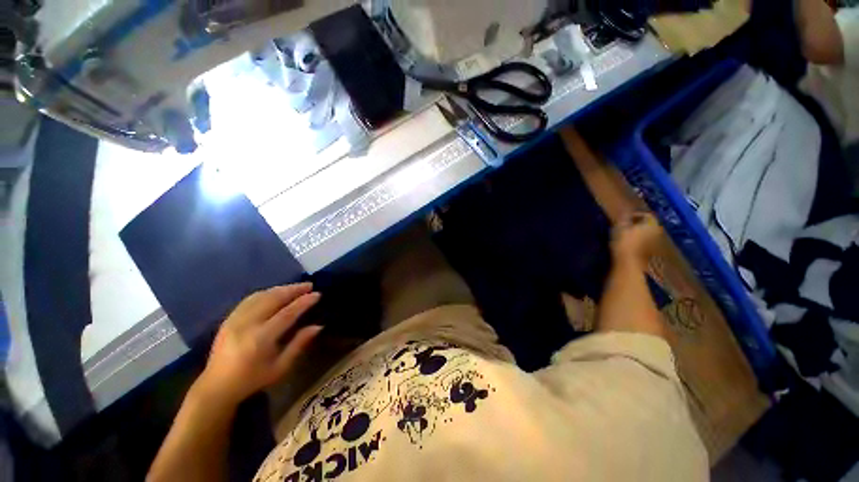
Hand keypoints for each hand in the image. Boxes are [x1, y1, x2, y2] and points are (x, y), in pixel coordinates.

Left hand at [195, 283, 322, 406]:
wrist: (216, 387)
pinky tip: (276, 293)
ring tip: (296, 287)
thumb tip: (318, 326)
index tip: (317, 294)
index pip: (287, 313)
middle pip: (273, 299)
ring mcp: (235, 320)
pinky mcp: (228, 319)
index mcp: (260, 339)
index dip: (303, 302)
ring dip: (281, 289)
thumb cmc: (252, 380)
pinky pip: (250, 299)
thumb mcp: (280, 367)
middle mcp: (247, 325)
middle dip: (293, 289)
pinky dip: (266, 293)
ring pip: (261, 296)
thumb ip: (299, 344)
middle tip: (309, 285)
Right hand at [611, 211, 660, 264]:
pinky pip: (647, 242)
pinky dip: (640, 241)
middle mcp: (657, 231)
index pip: (647, 215)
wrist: (630, 263)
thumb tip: (625, 212)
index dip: (636, 214)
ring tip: (627, 235)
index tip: (625, 218)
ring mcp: (656, 242)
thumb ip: (624, 218)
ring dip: (639, 232)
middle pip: (649, 224)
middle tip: (626, 226)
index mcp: (651, 224)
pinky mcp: (653, 251)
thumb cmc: (624, 243)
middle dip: (638, 224)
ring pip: (648, 233)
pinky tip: (630, 244)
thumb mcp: (620, 228)